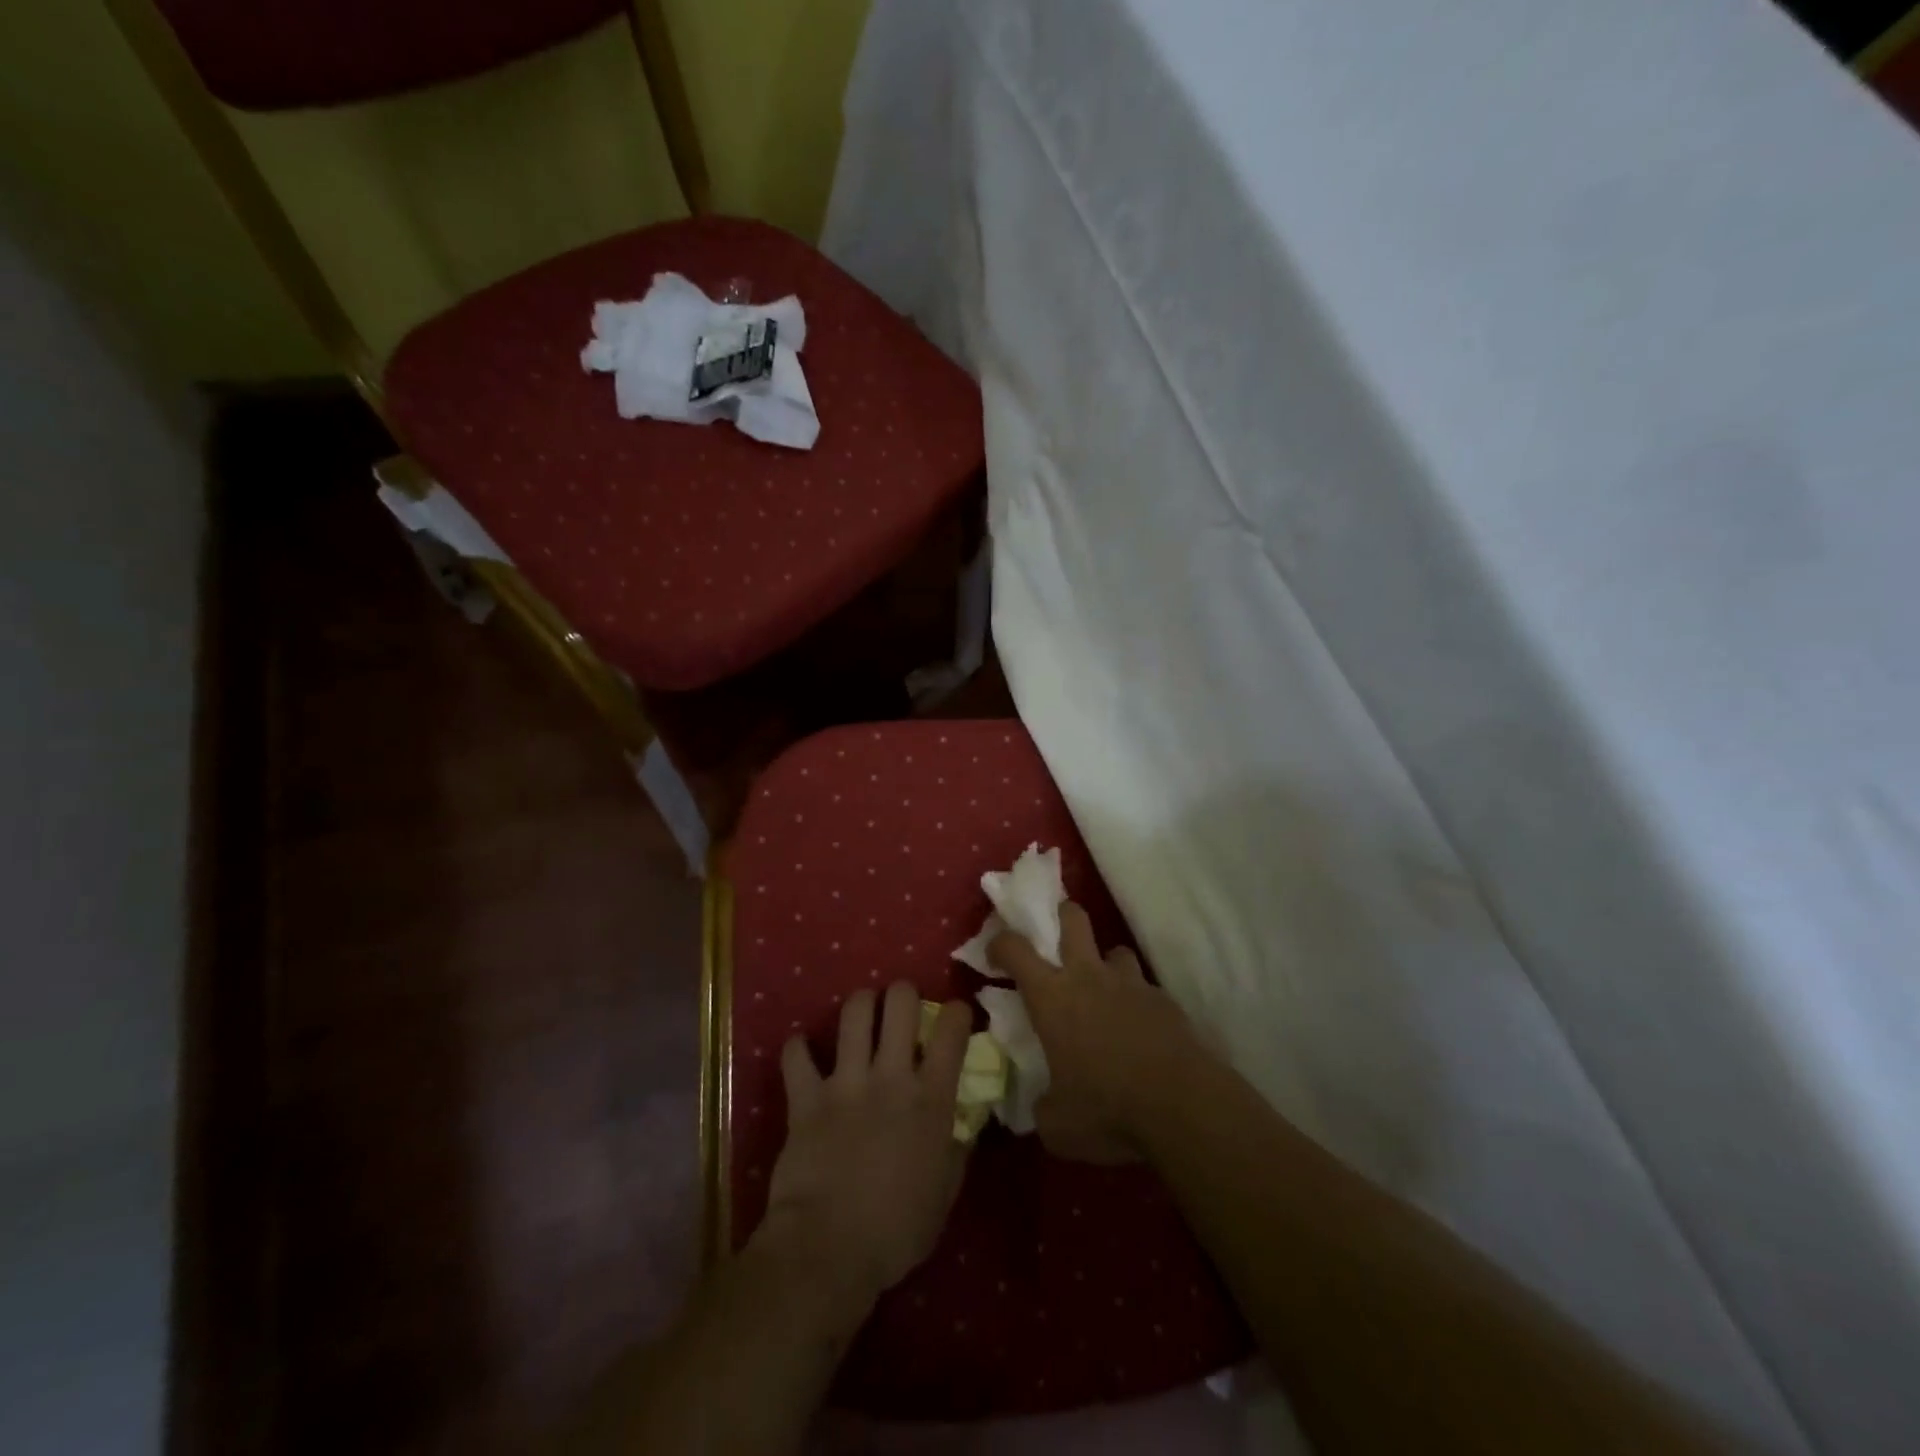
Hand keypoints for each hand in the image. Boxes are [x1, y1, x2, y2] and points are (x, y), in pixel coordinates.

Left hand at [759, 983, 973, 1309]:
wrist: (828, 1250)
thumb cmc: (896, 1231)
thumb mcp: (945, 1193)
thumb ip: (956, 1148)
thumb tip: (963, 1123)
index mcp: (931, 1098)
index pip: (952, 1029)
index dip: (956, 1011)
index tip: (953, 1017)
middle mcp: (891, 1076)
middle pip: (901, 1002)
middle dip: (903, 994)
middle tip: (901, 1008)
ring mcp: (846, 1082)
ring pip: (854, 1012)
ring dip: (860, 1005)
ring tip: (862, 1014)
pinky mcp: (806, 1096)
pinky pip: (796, 1055)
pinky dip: (798, 1049)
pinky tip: (803, 1053)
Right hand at [989, 903, 1211, 1164]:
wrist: (1182, 1107)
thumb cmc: (1107, 1110)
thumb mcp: (1058, 1126)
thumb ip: (1043, 1107)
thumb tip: (1044, 1105)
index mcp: (1052, 998)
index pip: (1016, 949)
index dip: (1001, 943)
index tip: (995, 953)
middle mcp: (1089, 977)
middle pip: (1073, 919)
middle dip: (1062, 916)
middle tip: (1057, 934)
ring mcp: (1131, 984)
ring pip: (1115, 951)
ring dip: (1106, 965)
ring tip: (1106, 992)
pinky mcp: (1165, 1001)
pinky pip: (1145, 988)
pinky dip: (1137, 1001)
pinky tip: (1141, 1030)